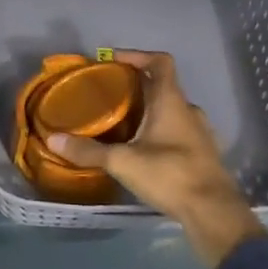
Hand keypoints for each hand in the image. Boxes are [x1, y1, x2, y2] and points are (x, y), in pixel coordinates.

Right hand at [47, 51, 265, 268]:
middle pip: (163, 86)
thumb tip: (53, 140)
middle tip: (109, 94)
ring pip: (171, 110)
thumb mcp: (123, 162)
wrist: (213, 212)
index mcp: (171, 101)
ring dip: (149, 110)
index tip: (113, 60)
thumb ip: (89, 150)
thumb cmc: (170, 174)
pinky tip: (143, 149)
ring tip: (122, 122)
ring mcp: (199, 133)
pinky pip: (178, 131)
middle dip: (137, 86)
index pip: (160, 62)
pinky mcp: (203, 154)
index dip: (137, 56)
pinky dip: (160, 132)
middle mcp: (189, 110)